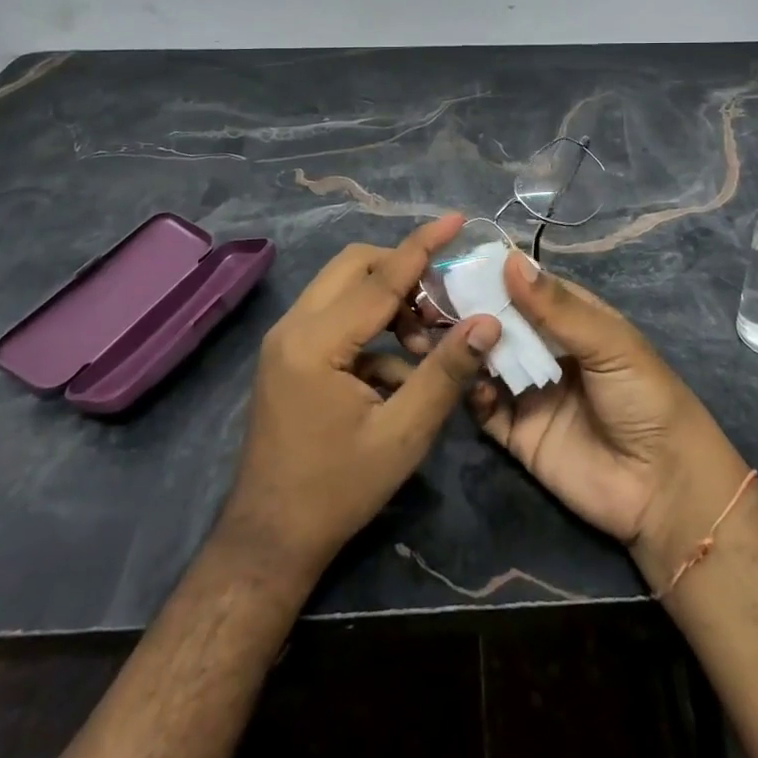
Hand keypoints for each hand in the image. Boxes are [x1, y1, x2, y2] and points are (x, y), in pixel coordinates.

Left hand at [220, 215, 501, 576]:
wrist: (270, 539)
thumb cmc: (337, 491)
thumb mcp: (402, 435)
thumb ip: (445, 373)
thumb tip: (487, 322)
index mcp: (316, 342)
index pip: (380, 277)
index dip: (422, 246)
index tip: (456, 219)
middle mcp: (293, 327)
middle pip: (355, 265)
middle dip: (404, 270)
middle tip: (444, 299)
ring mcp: (286, 339)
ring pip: (345, 286)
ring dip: (390, 300)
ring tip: (425, 343)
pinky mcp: (289, 353)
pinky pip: (337, 315)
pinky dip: (373, 326)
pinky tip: (399, 371)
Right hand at [390, 252, 744, 555]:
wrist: (663, 490)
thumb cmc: (645, 399)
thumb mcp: (608, 344)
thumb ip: (557, 307)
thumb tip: (509, 259)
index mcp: (572, 320)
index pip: (525, 287)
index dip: (493, 274)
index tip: (452, 261)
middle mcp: (546, 350)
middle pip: (500, 322)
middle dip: (469, 310)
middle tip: (428, 299)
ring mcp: (530, 391)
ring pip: (486, 361)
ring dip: (464, 348)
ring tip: (431, 334)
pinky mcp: (517, 434)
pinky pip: (484, 409)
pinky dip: (471, 394)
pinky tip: (468, 385)